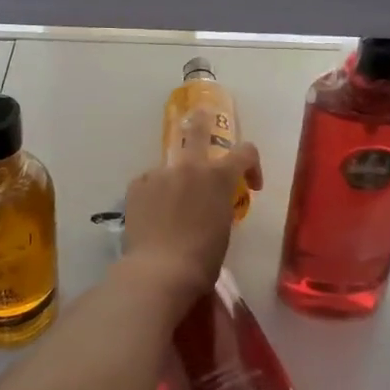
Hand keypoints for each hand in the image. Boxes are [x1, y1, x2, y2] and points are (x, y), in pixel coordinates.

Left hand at [120, 111, 261, 302]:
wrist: (159, 271)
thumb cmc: (202, 259)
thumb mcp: (223, 228)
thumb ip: (220, 204)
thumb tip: (211, 202)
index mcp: (218, 176)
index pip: (246, 152)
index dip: (253, 164)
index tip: (251, 184)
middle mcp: (189, 166)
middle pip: (197, 129)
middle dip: (202, 121)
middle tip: (201, 118)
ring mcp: (160, 173)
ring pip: (170, 167)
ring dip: (175, 180)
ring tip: (170, 208)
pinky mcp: (137, 185)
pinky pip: (150, 183)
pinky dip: (154, 195)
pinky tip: (152, 217)